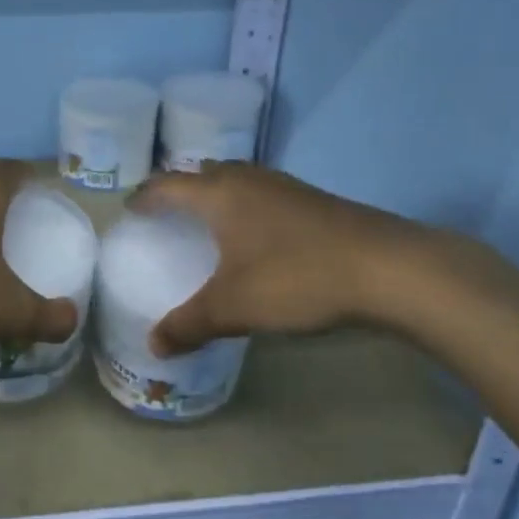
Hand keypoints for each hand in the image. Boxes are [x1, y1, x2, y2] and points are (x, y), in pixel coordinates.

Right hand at [128, 162, 480, 355]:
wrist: (388, 268)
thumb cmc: (296, 278)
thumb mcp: (234, 307)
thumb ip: (189, 324)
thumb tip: (154, 345)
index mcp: (219, 194)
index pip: (168, 185)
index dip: (145, 196)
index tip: (129, 208)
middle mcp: (248, 180)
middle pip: (204, 174)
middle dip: (182, 190)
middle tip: (168, 214)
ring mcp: (285, 186)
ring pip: (238, 180)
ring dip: (218, 195)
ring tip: (210, 222)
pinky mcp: (314, 200)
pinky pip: (263, 194)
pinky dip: (247, 207)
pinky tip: (258, 236)